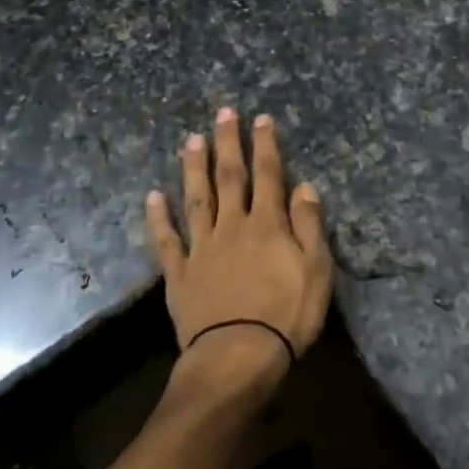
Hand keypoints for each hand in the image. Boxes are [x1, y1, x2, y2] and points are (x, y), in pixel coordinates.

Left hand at [146, 109, 332, 383]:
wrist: (238, 356)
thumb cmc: (287, 315)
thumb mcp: (316, 270)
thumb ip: (309, 225)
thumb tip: (304, 185)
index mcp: (267, 224)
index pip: (268, 175)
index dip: (265, 145)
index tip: (260, 118)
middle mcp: (232, 226)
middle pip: (229, 178)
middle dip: (228, 143)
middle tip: (223, 112)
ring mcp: (202, 248)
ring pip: (196, 199)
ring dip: (194, 168)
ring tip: (191, 140)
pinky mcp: (179, 274)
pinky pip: (167, 240)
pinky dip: (158, 217)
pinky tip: (153, 196)